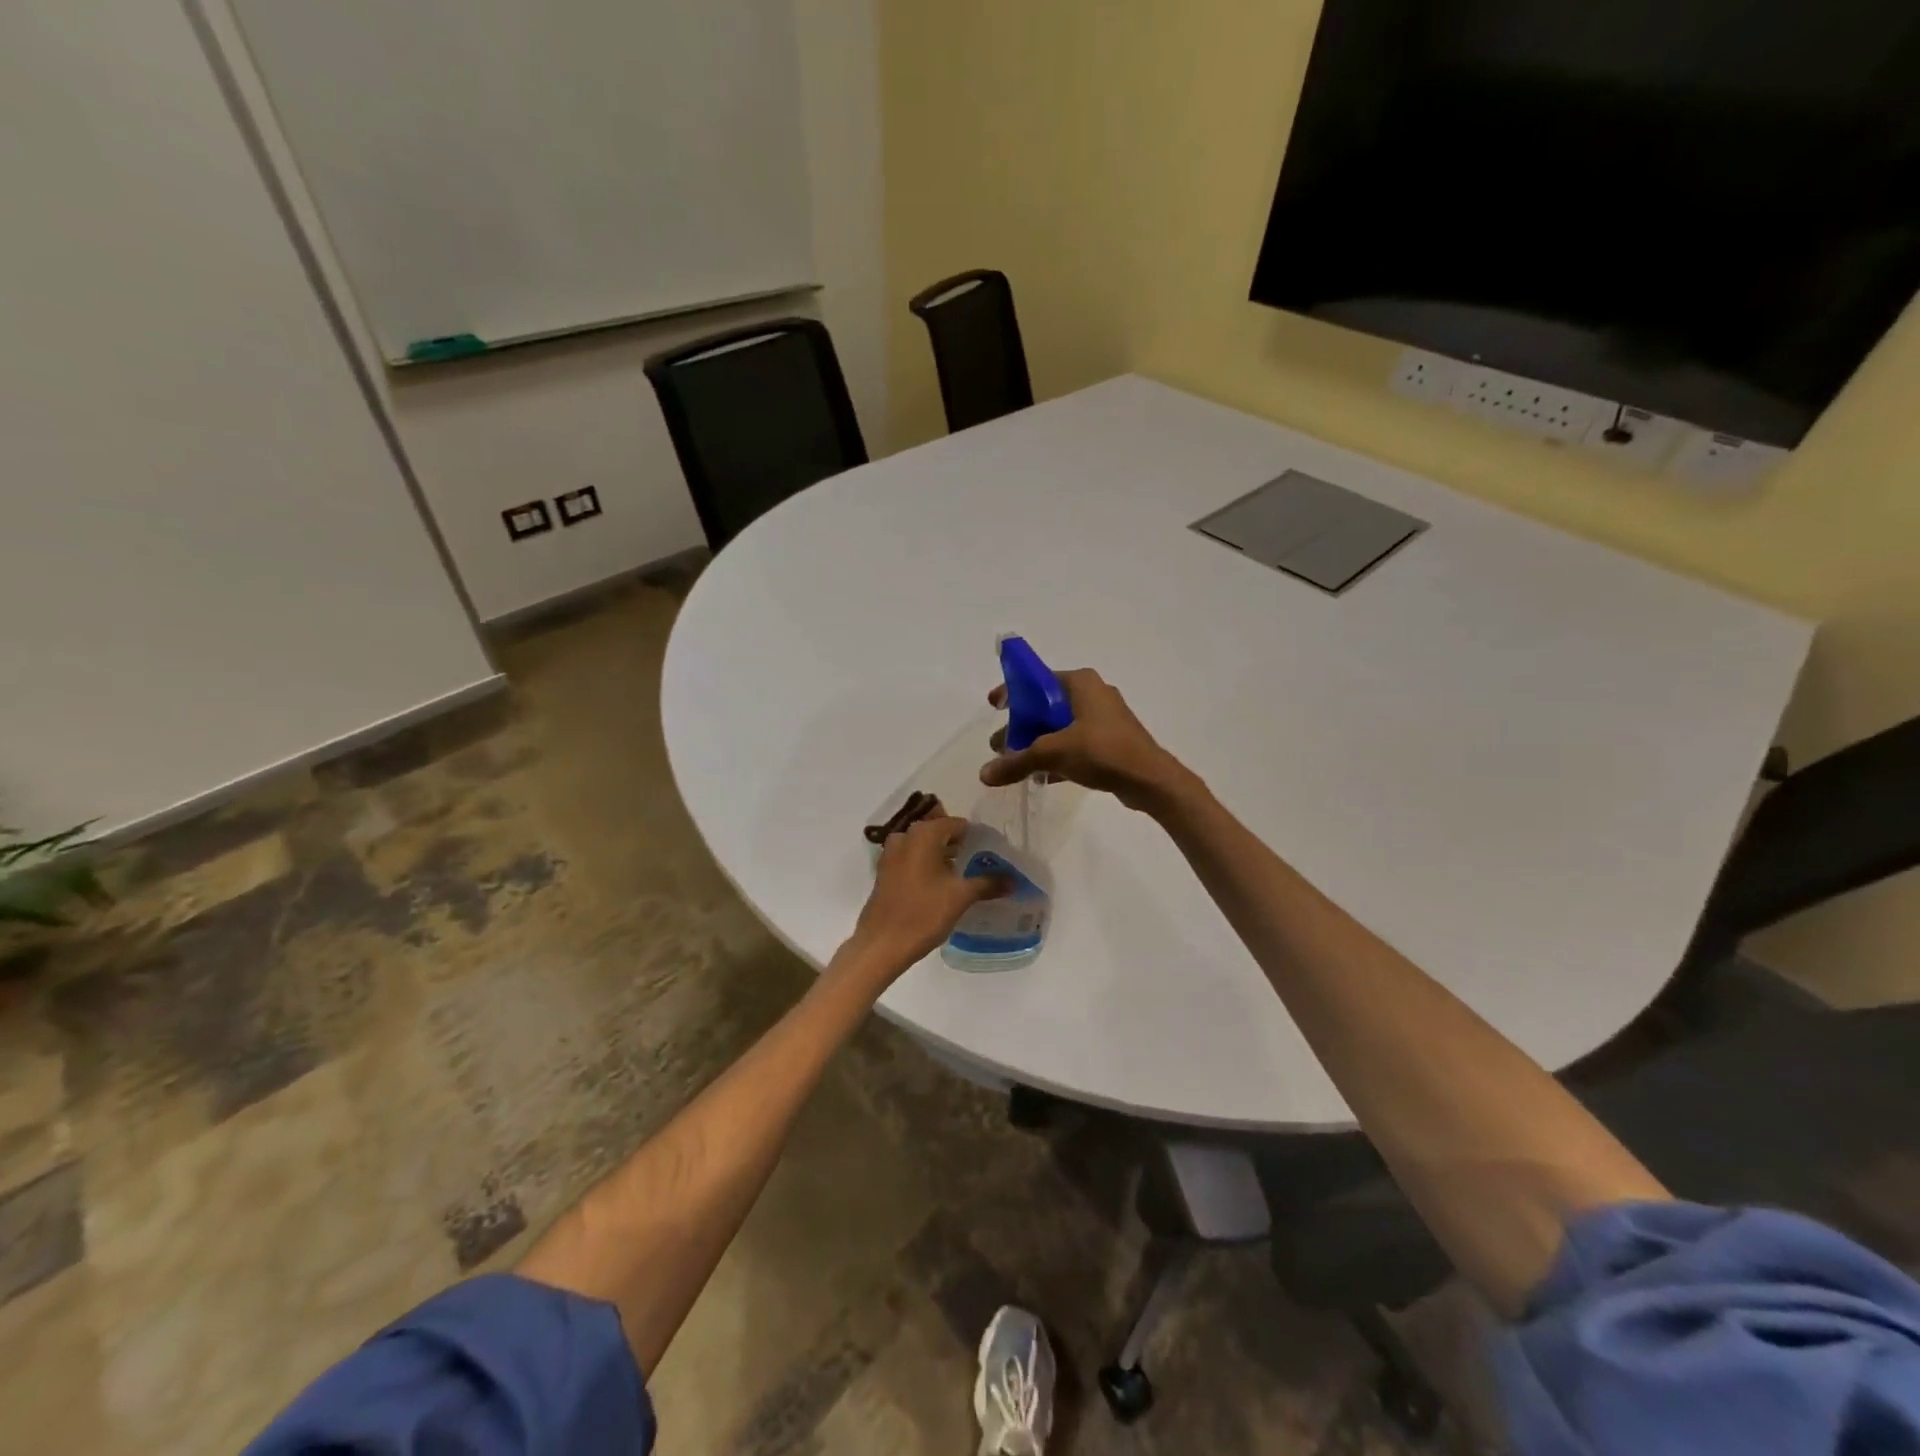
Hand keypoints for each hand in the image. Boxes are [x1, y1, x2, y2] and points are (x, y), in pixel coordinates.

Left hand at [847, 814, 1007, 972]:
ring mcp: (891, 854)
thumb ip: (988, 883)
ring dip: (942, 856)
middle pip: (939, 833)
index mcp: (924, 834)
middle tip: (981, 862)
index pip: (957, 824)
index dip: (976, 837)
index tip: (991, 852)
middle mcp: (905, 836)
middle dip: (959, 846)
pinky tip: (941, 884)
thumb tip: (1014, 880)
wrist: (882, 944)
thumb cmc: (923, 914)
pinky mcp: (885, 872)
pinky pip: (911, 859)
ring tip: (964, 874)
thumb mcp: (960, 897)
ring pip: (923, 847)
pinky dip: (927, 866)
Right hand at [979, 669, 1188, 812]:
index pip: (1036, 680)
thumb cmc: (1102, 751)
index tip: (993, 706)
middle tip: (1000, 745)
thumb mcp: (1053, 753)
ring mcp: (1104, 719)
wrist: (1150, 780)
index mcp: (1081, 683)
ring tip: (1016, 764)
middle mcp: (1093, 694)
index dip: (1012, 692)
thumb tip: (984, 774)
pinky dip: (1057, 756)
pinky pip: (1075, 744)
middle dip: (1021, 726)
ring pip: (1060, 727)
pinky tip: (1041, 777)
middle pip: (1046, 706)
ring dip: (1037, 744)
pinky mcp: (1111, 742)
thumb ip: (1017, 761)